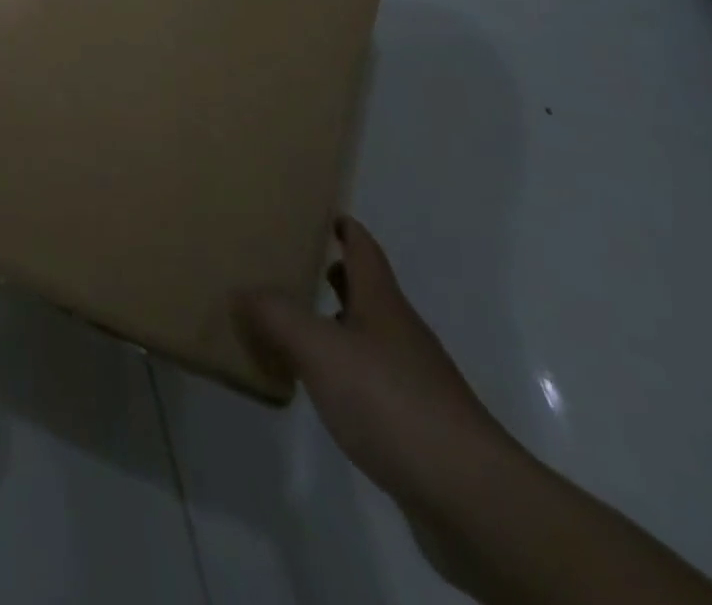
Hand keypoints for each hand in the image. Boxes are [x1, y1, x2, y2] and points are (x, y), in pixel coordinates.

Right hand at [235, 217, 517, 514]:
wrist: (470, 496)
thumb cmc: (391, 401)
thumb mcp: (319, 349)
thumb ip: (276, 315)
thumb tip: (240, 289)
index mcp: (382, 303)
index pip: (364, 250)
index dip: (346, 229)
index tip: (325, 215)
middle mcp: (401, 332)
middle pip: (369, 292)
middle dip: (337, 276)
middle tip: (296, 267)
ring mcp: (415, 380)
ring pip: (371, 337)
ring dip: (340, 325)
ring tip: (300, 328)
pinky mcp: (419, 424)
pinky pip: (375, 380)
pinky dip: (348, 372)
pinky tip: (326, 390)